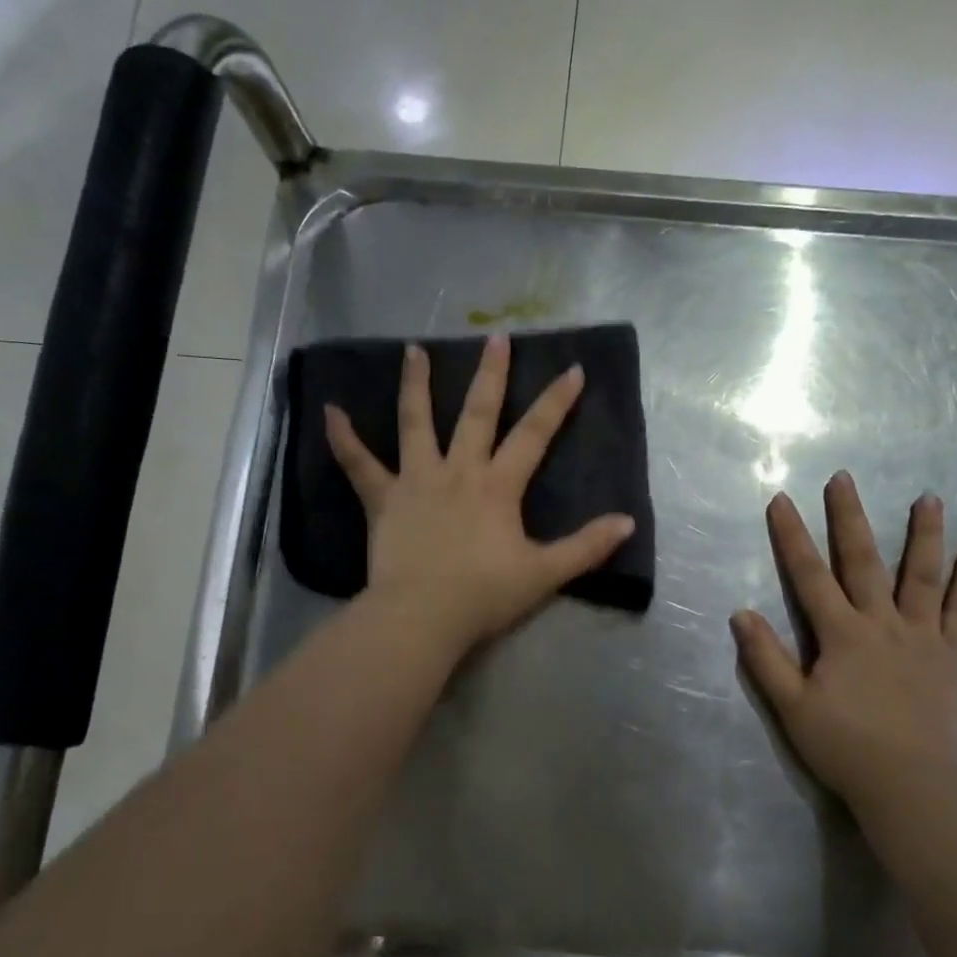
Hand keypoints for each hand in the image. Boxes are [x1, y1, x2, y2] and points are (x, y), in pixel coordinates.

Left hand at [325, 333, 635, 655]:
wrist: (422, 617)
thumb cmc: (484, 594)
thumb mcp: (545, 573)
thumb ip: (586, 547)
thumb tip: (627, 522)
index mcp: (498, 486)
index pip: (534, 435)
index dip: (556, 402)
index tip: (572, 369)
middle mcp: (458, 471)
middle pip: (477, 414)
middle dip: (491, 375)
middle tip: (496, 339)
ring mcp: (416, 481)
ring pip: (415, 423)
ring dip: (416, 385)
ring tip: (414, 350)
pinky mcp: (383, 501)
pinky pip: (360, 465)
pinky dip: (344, 440)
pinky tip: (329, 411)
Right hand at [731, 473, 956, 831]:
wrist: (910, 784)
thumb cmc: (845, 746)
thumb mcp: (792, 706)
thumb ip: (766, 658)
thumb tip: (740, 613)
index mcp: (841, 634)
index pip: (809, 575)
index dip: (792, 536)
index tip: (781, 499)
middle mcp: (882, 623)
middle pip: (864, 561)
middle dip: (850, 518)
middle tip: (845, 478)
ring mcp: (923, 636)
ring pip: (922, 575)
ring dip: (923, 534)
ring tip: (929, 498)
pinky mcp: (955, 655)